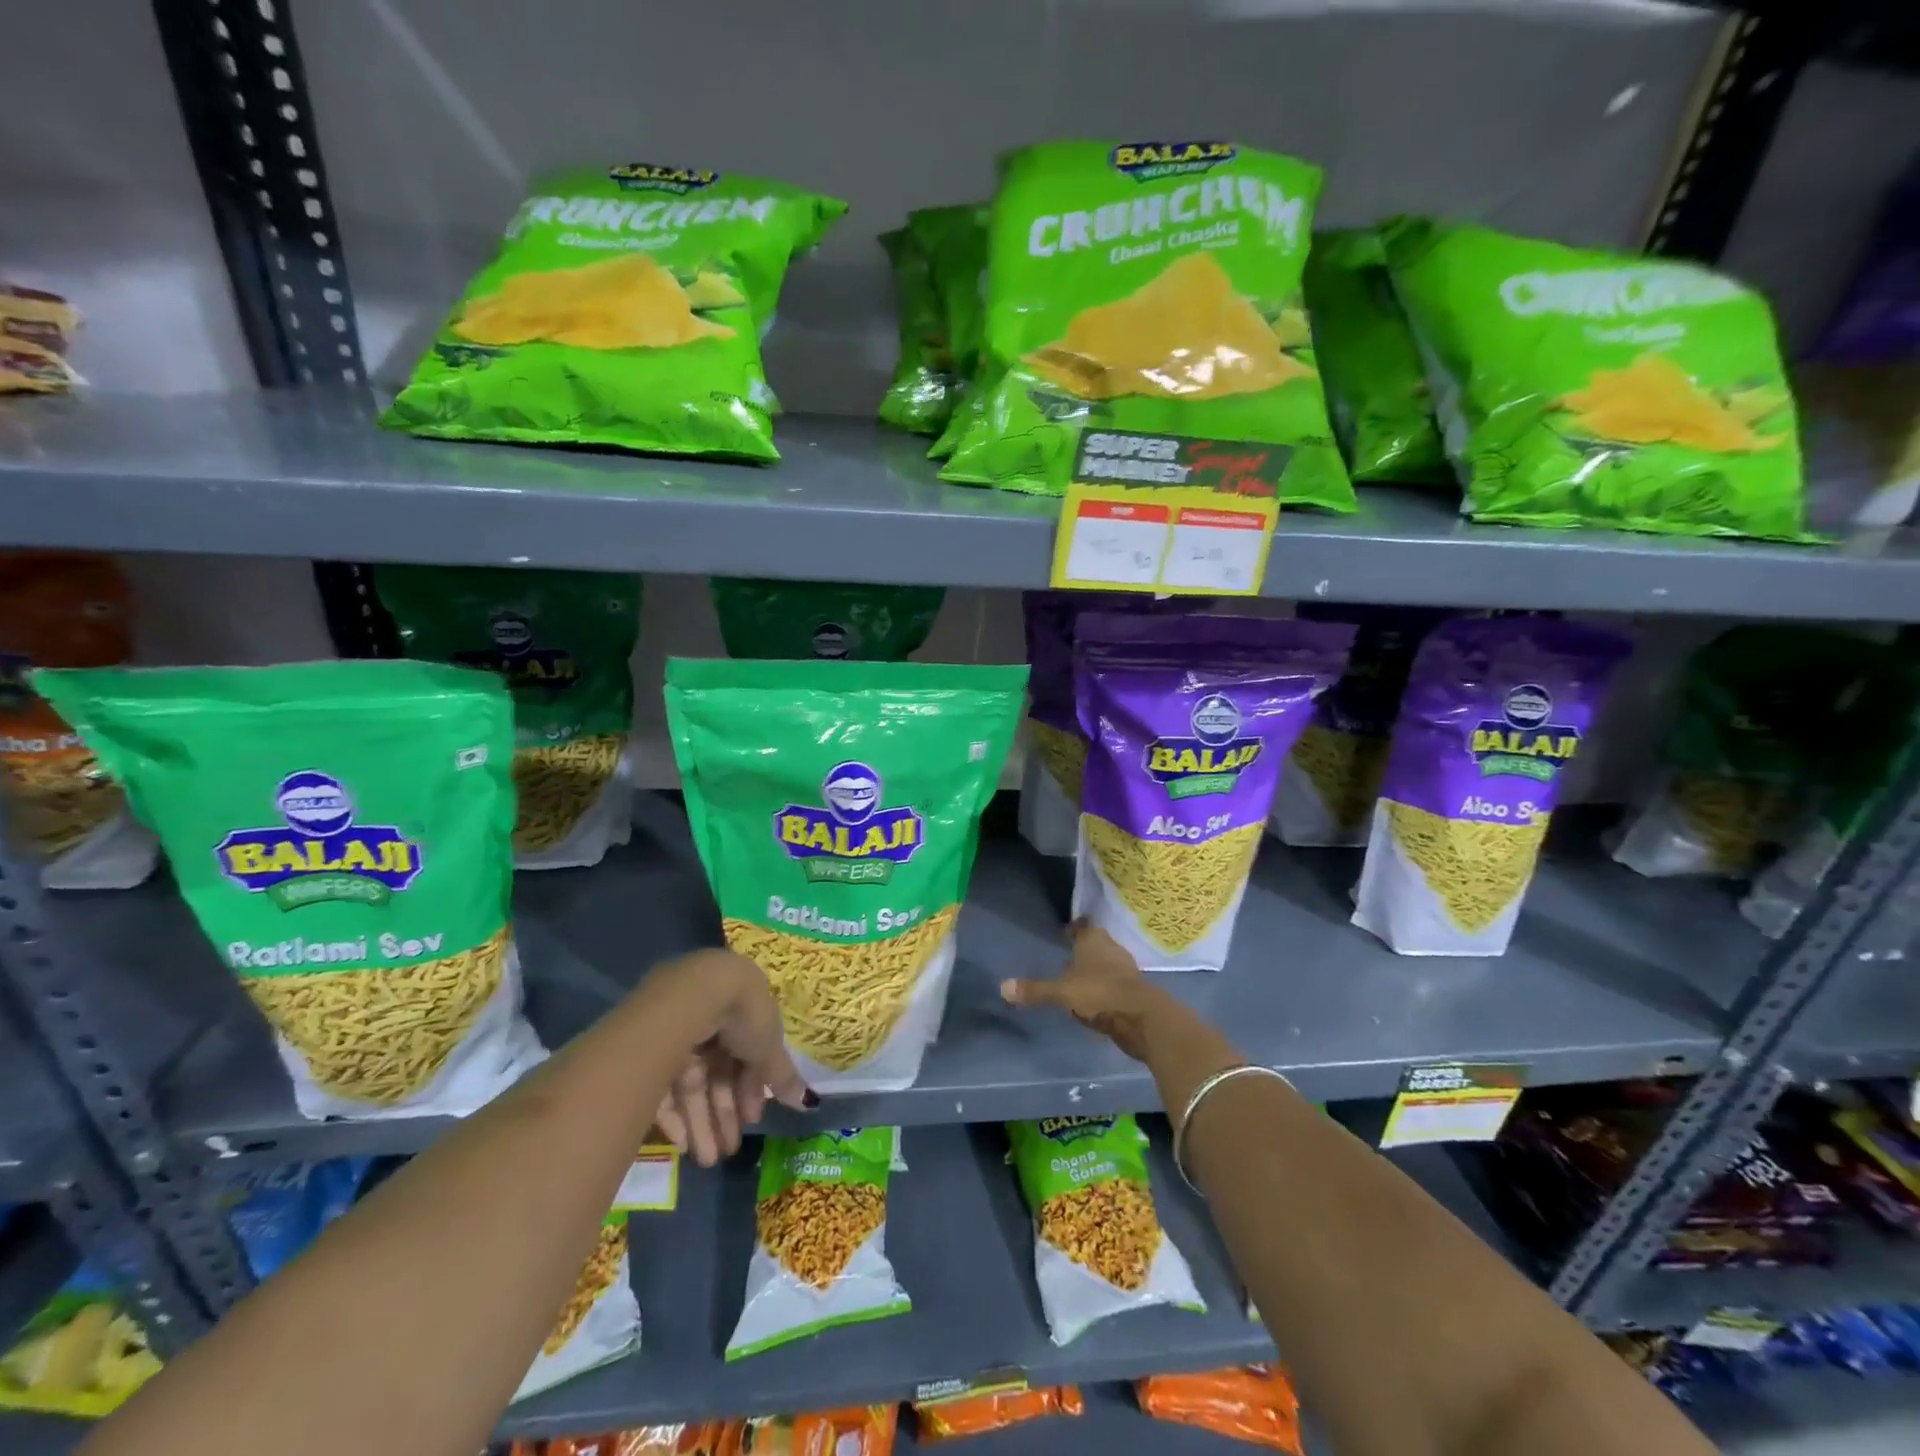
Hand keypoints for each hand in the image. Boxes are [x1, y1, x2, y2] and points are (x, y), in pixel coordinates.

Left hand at [648, 950, 815, 1165]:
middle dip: (725, 1114)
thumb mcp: (770, 1046)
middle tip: (728, 1151)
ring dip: (701, 1123)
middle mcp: (708, 1022)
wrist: (697, 995)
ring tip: (708, 1160)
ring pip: (692, 1086)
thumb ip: (783, 1075)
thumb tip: (808, 1103)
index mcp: (740, 1013)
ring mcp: (677, 1036)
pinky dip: (674, 1115)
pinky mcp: (648, 1051)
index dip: (751, 1089)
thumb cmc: (744, 1014)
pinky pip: (663, 1087)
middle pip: (718, 1074)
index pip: (746, 1057)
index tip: (754, 1119)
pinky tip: (682, 1143)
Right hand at [1001, 920, 1167, 1061]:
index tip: (1064, 933)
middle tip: (1066, 958)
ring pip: (1106, 964)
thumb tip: (1002, 987)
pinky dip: (1104, 990)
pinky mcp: (1134, 991)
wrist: (1141, 1018)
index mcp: (1094, 940)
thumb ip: (1035, 990)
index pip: (1082, 926)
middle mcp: (1111, 949)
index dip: (1073, 929)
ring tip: (1078, 981)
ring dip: (1094, 971)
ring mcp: (1125, 970)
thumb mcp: (1061, 992)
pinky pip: (1113, 985)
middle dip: (1083, 951)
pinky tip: (1094, 1000)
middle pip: (1095, 944)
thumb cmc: (1098, 993)